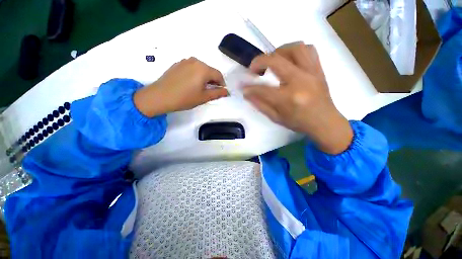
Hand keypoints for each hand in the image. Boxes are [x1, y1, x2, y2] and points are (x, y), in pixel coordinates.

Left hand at [134, 57, 227, 116]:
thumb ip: (217, 93)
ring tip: (200, 88)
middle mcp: (195, 61)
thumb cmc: (184, 98)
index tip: (221, 92)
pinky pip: (192, 68)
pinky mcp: (178, 64)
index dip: (222, 84)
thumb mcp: (204, 97)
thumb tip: (227, 91)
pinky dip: (195, 75)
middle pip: (210, 71)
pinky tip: (191, 84)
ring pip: (201, 69)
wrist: (160, 96)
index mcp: (203, 69)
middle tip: (211, 92)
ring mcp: (185, 61)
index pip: (219, 75)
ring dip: (204, 78)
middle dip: (213, 81)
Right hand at [243, 43, 352, 153]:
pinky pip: (308, 50)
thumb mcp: (276, 118)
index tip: (242, 86)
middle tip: (254, 68)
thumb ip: (260, 104)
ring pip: (295, 48)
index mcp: (288, 98)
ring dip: (278, 51)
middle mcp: (300, 81)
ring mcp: (312, 72)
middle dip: (259, 61)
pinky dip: (295, 51)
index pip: (262, 88)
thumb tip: (247, 93)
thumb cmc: (299, 123)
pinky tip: (289, 60)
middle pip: (276, 60)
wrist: (325, 122)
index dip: (249, 87)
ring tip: (272, 61)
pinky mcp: (318, 69)